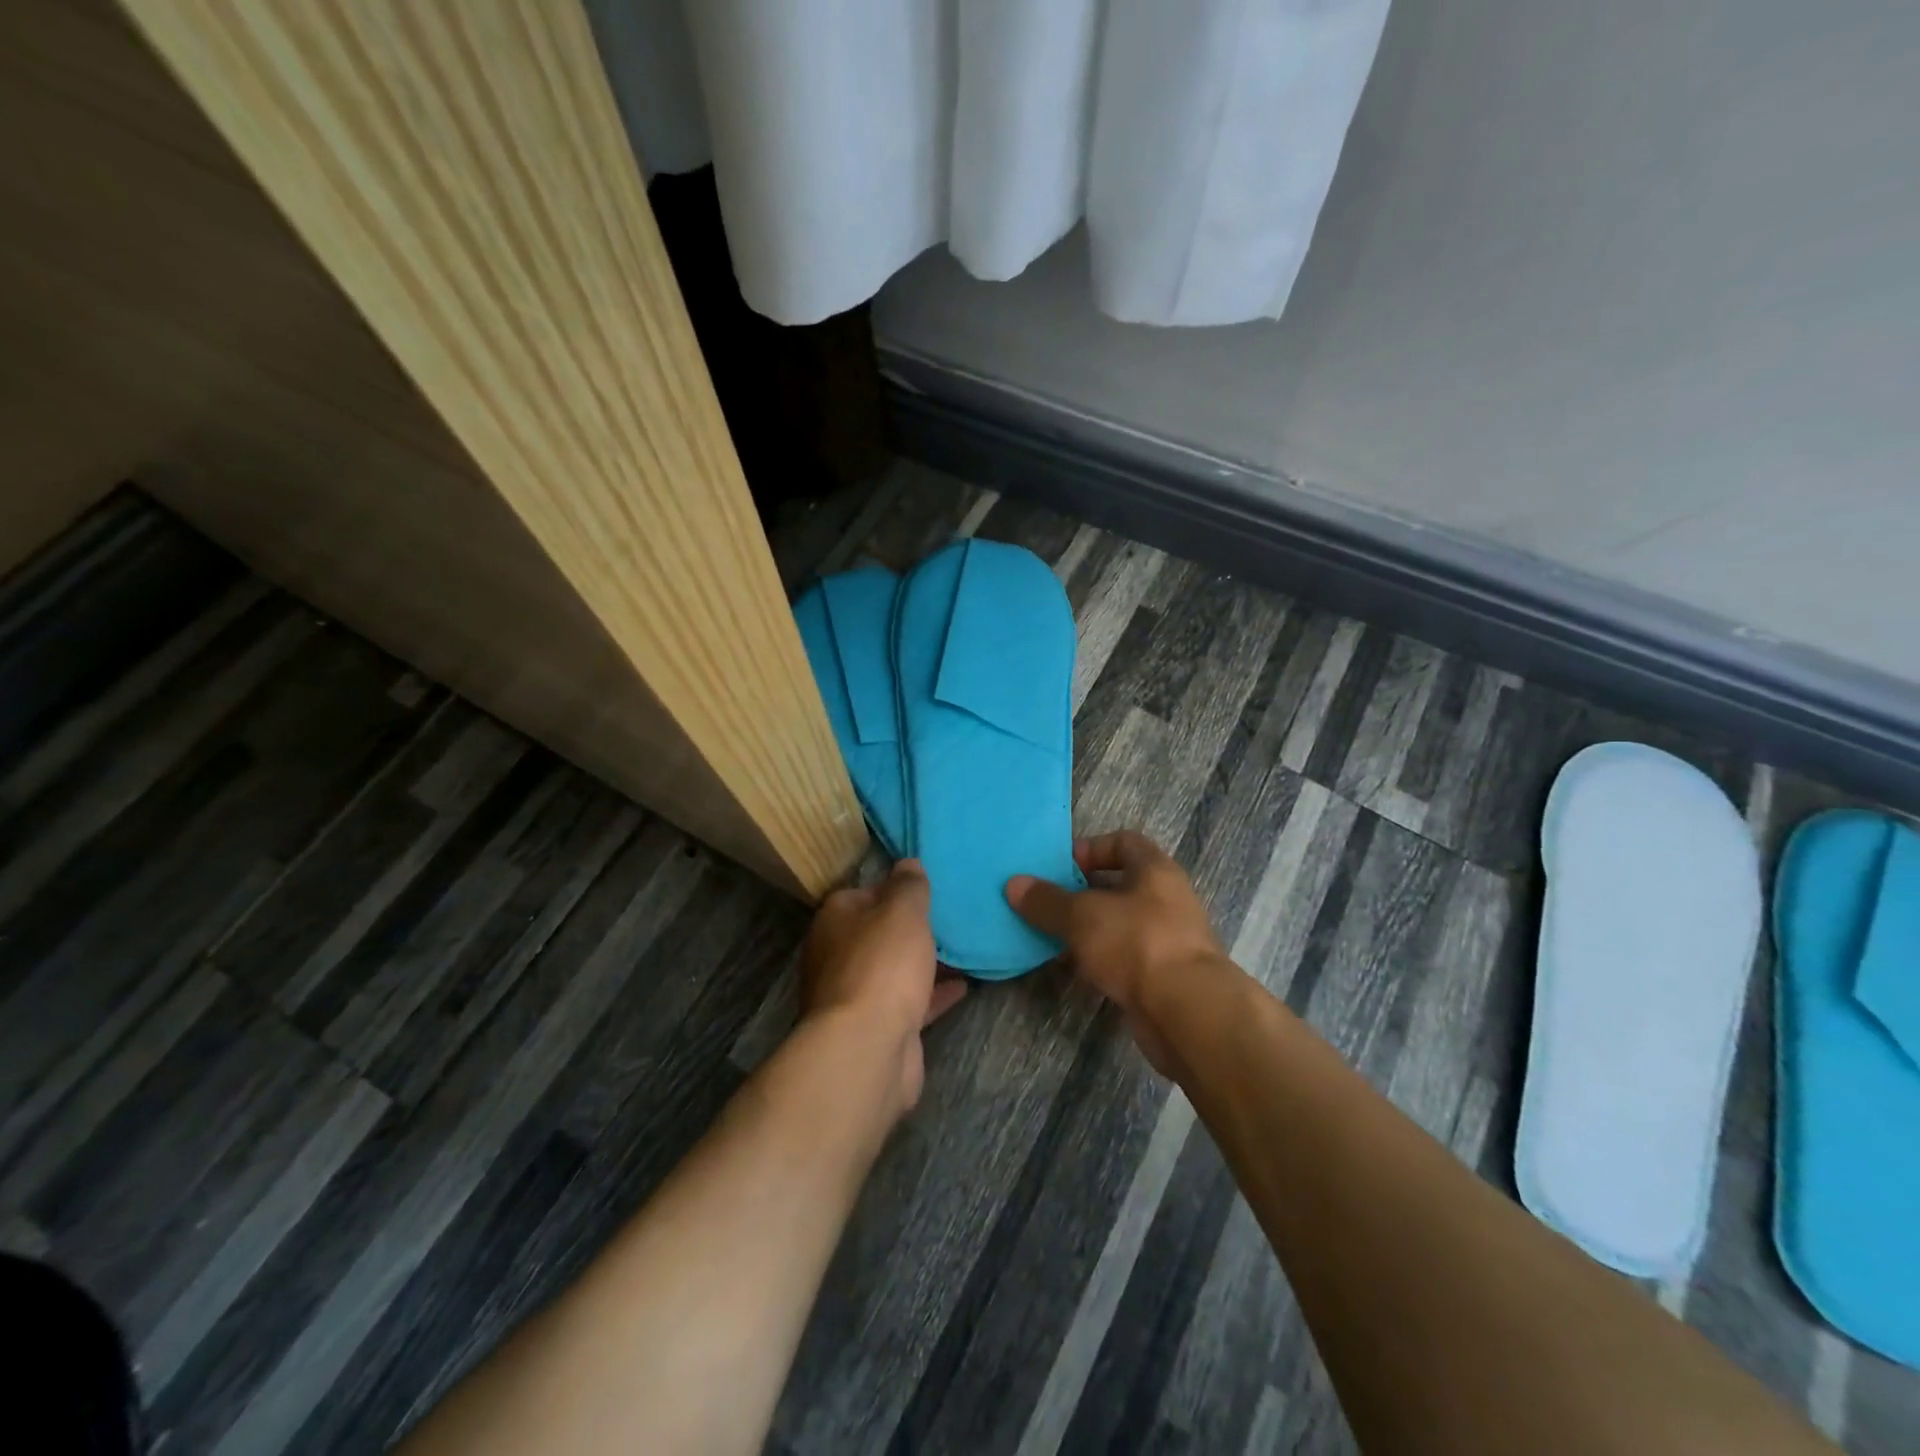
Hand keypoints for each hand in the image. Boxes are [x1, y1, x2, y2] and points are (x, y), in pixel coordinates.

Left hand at [800, 859, 966, 1115]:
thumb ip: (908, 884)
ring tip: (962, 947)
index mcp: (835, 919)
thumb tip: (907, 862)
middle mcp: (838, 955)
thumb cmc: (882, 965)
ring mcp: (855, 995)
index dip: (894, 888)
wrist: (867, 1048)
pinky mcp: (877, 1028)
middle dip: (909, 927)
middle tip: (949, 916)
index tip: (926, 887)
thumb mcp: (902, 910)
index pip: (863, 892)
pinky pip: (909, 1001)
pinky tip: (964, 985)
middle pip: (878, 933)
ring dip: (922, 961)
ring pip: (893, 969)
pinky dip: (933, 993)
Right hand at [1006, 831, 1230, 1075]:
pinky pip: (1123, 960)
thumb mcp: (1082, 916)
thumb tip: (1013, 884)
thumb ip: (1047, 901)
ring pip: (1118, 926)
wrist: (1187, 1013)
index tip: (1059, 867)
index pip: (1124, 842)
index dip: (1090, 849)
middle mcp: (1166, 900)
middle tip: (1046, 904)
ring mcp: (1166, 940)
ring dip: (1086, 932)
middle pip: (1118, 886)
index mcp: (1155, 871)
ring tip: (1049, 939)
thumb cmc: (1136, 943)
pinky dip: (1098, 963)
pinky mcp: (1161, 977)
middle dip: (1081, 895)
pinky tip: (1071, 972)